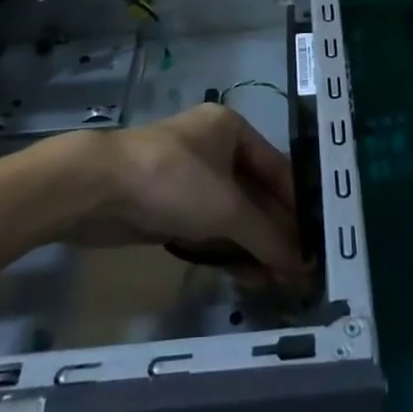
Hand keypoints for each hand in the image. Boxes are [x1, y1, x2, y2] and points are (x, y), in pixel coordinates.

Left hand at [66, 104, 303, 274]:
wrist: (95, 188)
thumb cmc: (173, 180)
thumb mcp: (227, 208)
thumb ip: (267, 236)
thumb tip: (303, 265)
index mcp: (232, 130)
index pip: (278, 170)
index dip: (297, 207)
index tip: (316, 242)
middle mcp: (214, 148)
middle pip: (255, 193)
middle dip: (275, 231)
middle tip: (298, 270)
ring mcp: (190, 178)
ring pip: (232, 214)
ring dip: (253, 245)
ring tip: (278, 281)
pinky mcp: (169, 206)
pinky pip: (209, 227)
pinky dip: (227, 248)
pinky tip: (248, 274)